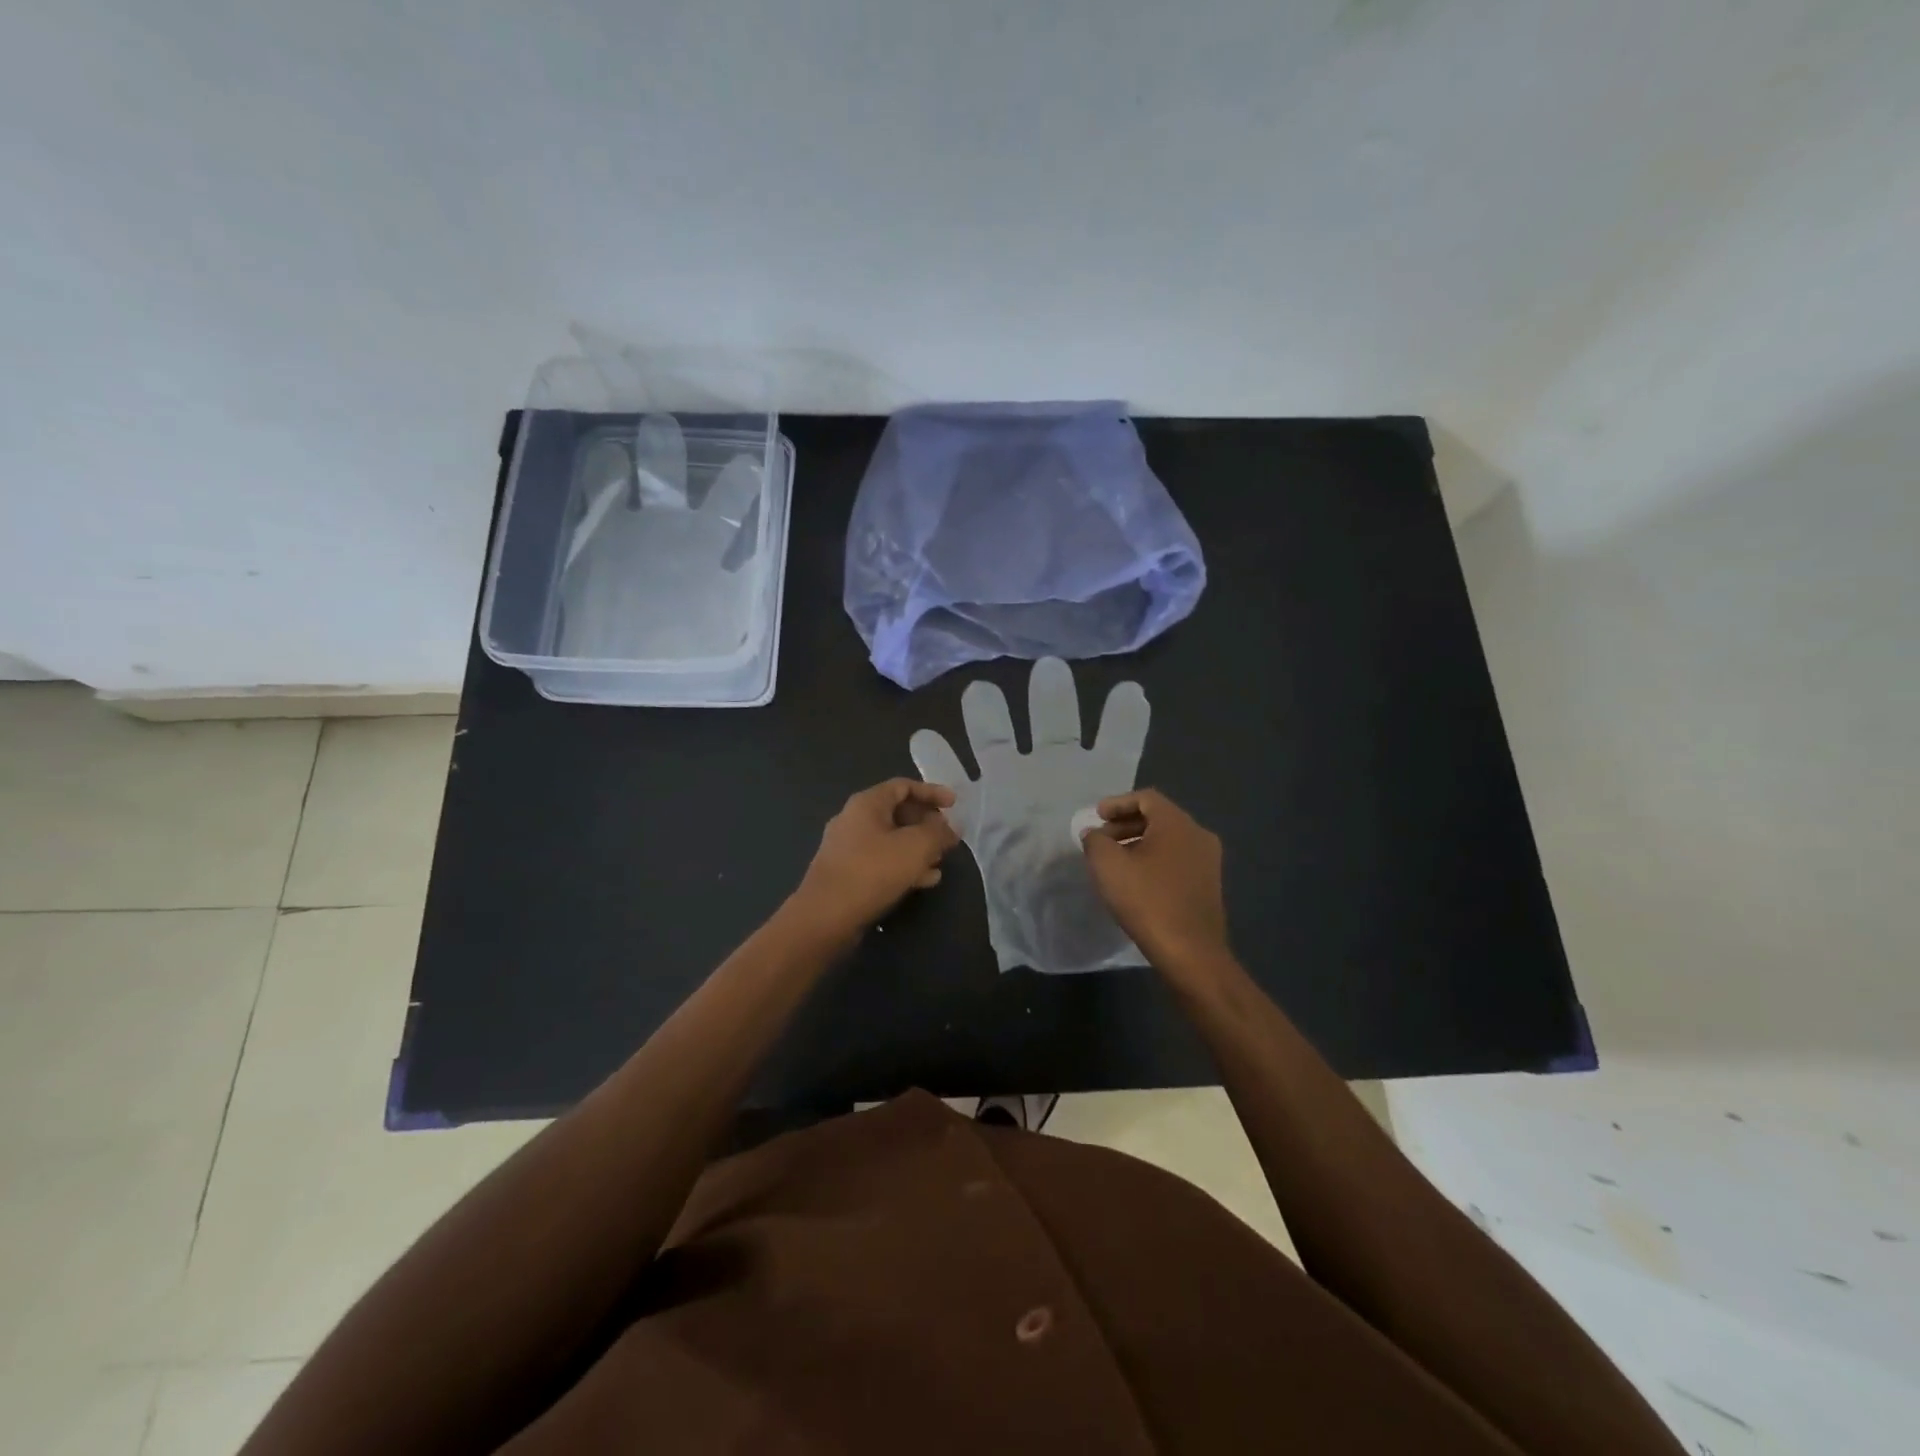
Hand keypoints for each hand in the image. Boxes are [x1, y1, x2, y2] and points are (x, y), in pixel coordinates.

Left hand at [792, 779, 959, 942]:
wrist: (825, 917)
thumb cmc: (872, 871)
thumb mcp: (916, 847)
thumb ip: (938, 833)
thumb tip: (951, 828)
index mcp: (867, 803)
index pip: (903, 786)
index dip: (932, 792)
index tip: (954, 805)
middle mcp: (853, 819)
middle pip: (897, 812)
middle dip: (926, 823)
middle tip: (948, 837)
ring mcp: (847, 848)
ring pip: (891, 839)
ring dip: (918, 848)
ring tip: (940, 861)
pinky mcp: (846, 873)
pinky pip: (881, 861)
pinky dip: (903, 865)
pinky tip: (924, 881)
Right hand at [1079, 790, 1230, 974]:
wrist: (1191, 953)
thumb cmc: (1147, 901)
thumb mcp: (1107, 865)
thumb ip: (1095, 841)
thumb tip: (1094, 834)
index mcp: (1178, 823)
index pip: (1146, 798)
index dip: (1117, 803)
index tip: (1096, 817)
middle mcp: (1198, 835)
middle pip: (1158, 817)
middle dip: (1125, 824)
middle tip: (1101, 839)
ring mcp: (1208, 861)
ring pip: (1168, 840)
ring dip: (1138, 843)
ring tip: (1114, 861)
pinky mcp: (1209, 885)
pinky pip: (1177, 860)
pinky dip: (1154, 860)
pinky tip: (1136, 881)